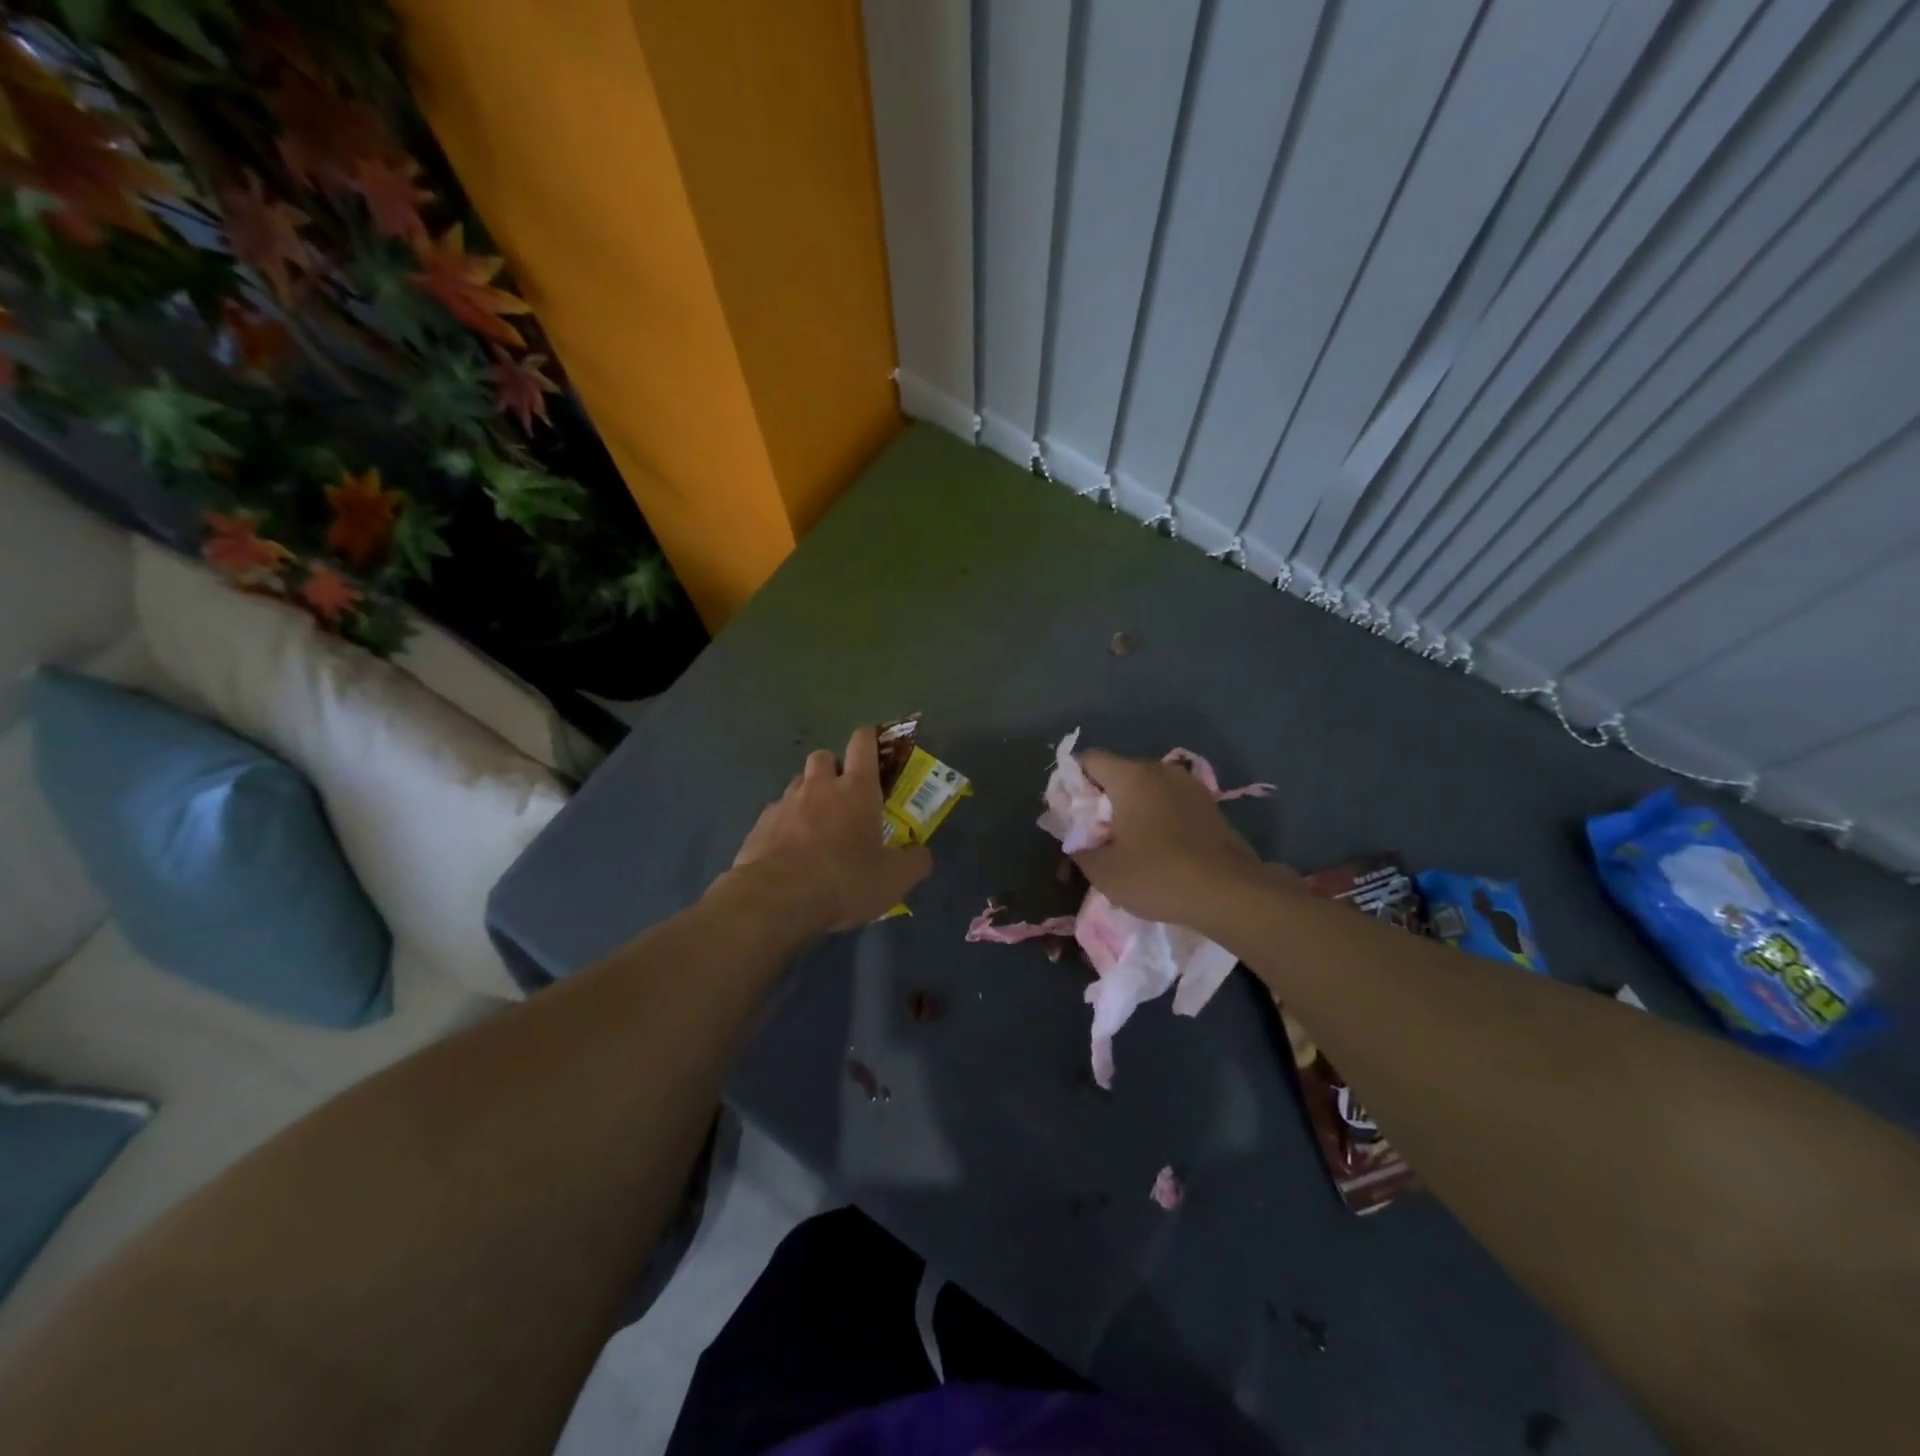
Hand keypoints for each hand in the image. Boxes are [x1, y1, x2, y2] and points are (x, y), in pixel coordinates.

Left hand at [722, 726, 932, 934]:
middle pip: (823, 756)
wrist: (775, 900)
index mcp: (856, 789)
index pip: (862, 743)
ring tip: (816, 825)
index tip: (875, 748)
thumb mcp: (893, 879)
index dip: (869, 739)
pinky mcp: (760, 825)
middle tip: (844, 796)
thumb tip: (921, 852)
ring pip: (798, 783)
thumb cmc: (843, 881)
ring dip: (808, 794)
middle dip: (833, 768)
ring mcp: (784, 803)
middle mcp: (818, 787)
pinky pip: (776, 812)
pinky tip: (790, 849)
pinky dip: (786, 823)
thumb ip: (914, 861)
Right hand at [1072, 747, 1283, 926]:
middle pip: (1118, 773)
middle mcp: (1160, 770)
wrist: (1230, 893)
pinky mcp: (1210, 806)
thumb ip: (1080, 850)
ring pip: (1146, 789)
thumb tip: (1077, 842)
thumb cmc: (1158, 875)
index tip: (1068, 812)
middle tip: (1092, 835)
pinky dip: (1156, 819)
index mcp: (1130, 776)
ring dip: (1131, 810)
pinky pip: (1170, 803)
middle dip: (1101, 800)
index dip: (1072, 782)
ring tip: (1125, 845)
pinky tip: (1156, 850)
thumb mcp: (1104, 872)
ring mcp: (1190, 786)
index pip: (1089, 760)